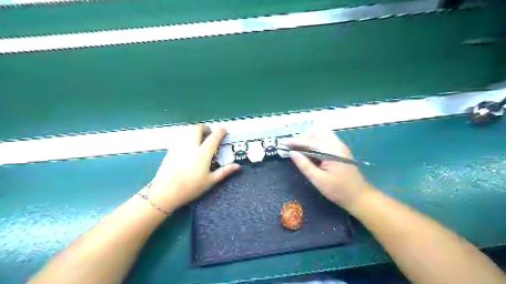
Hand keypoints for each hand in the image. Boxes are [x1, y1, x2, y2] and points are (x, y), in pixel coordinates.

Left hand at [144, 125, 240, 211]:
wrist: (165, 191)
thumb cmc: (191, 187)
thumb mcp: (210, 181)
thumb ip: (224, 171)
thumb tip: (238, 166)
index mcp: (203, 153)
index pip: (214, 137)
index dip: (220, 131)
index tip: (224, 130)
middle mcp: (191, 146)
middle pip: (198, 128)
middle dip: (205, 127)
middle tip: (209, 134)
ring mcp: (179, 146)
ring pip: (187, 131)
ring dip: (195, 131)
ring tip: (199, 139)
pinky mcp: (171, 149)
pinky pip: (181, 137)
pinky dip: (187, 137)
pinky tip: (188, 146)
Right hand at [284, 129, 369, 207]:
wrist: (359, 196)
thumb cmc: (338, 190)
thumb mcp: (318, 179)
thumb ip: (304, 165)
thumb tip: (292, 153)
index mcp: (332, 152)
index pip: (311, 141)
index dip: (296, 141)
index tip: (285, 142)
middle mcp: (337, 145)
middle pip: (317, 134)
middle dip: (302, 137)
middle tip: (290, 144)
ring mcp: (340, 146)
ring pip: (322, 134)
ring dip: (309, 137)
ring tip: (298, 144)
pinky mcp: (341, 150)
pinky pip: (326, 139)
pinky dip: (316, 140)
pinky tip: (309, 147)